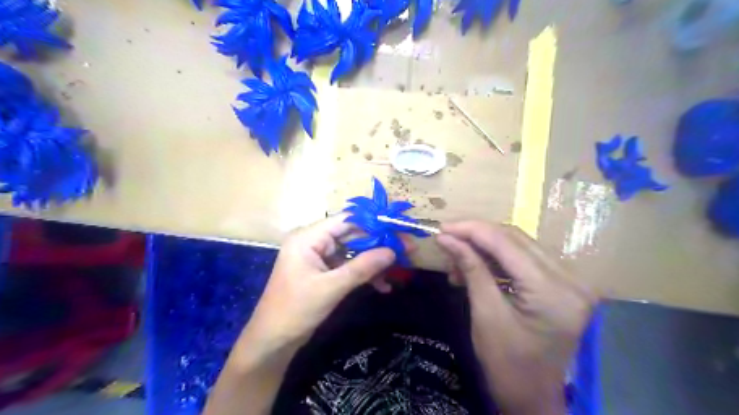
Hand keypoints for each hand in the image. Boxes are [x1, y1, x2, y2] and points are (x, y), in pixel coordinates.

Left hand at [243, 214, 394, 353]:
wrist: (273, 341)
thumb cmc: (296, 310)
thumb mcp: (332, 287)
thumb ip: (363, 267)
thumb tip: (393, 251)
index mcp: (308, 237)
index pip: (346, 221)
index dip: (373, 223)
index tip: (398, 228)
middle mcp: (313, 241)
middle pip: (352, 235)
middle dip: (378, 244)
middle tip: (406, 249)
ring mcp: (318, 257)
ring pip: (353, 252)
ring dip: (373, 262)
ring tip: (398, 270)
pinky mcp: (323, 271)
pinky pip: (347, 266)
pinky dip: (363, 274)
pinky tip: (382, 286)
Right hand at [434, 222, 595, 413]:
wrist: (532, 397)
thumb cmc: (507, 364)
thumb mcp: (485, 314)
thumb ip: (470, 268)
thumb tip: (446, 238)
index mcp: (553, 291)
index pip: (506, 243)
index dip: (471, 230)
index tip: (442, 227)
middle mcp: (571, 279)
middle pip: (516, 239)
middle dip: (477, 235)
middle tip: (447, 239)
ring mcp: (572, 280)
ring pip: (520, 245)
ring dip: (485, 247)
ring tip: (458, 260)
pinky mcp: (564, 284)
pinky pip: (526, 259)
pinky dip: (498, 259)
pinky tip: (477, 266)